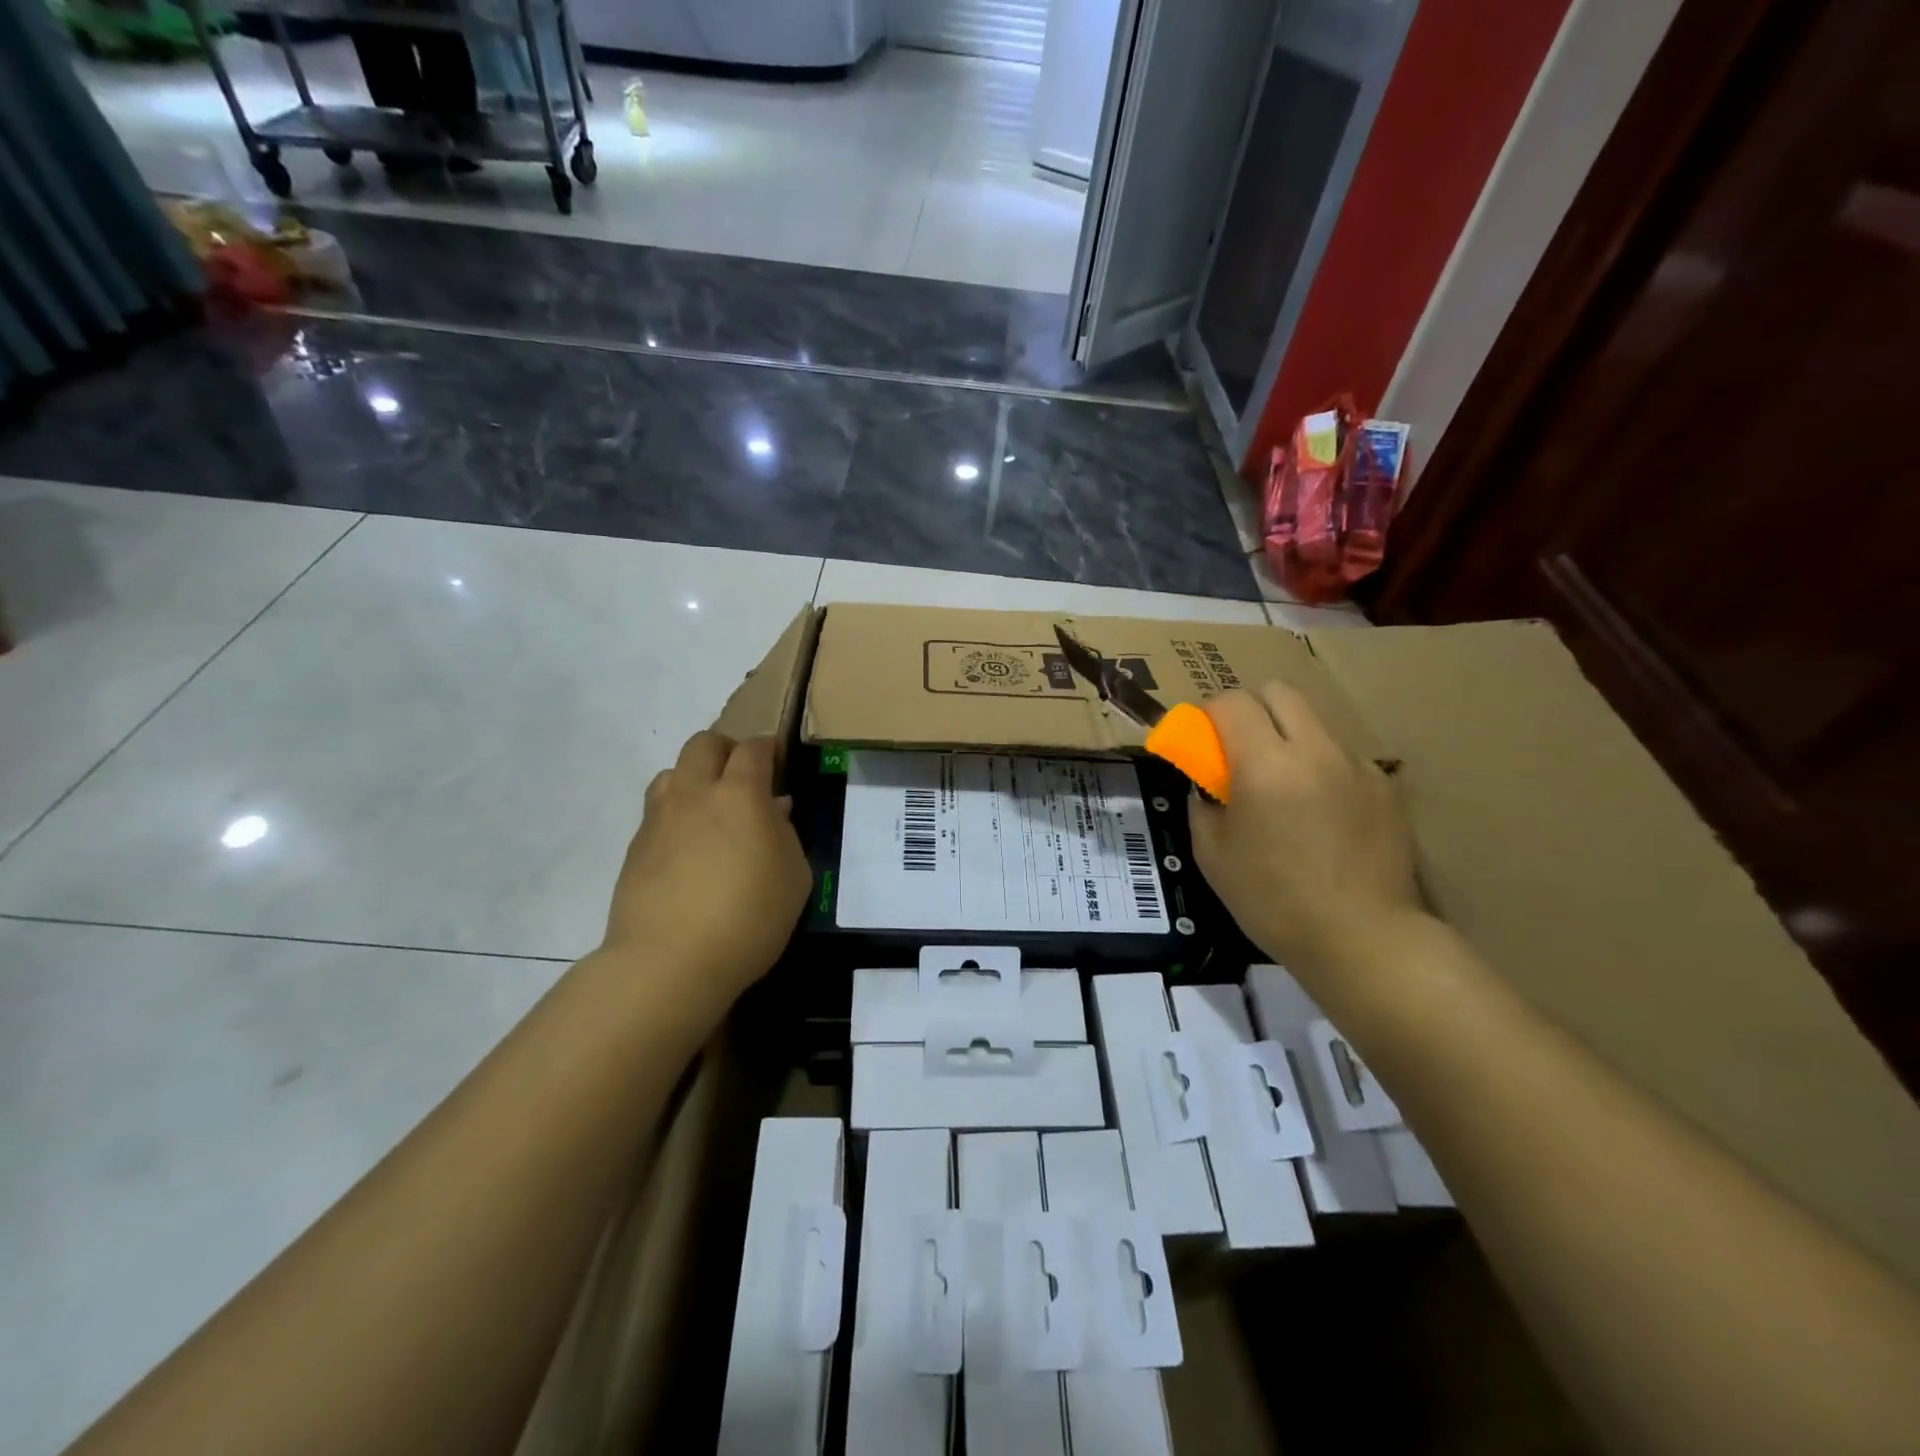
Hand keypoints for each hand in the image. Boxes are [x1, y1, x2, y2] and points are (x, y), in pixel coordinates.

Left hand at [600, 731, 811, 1011]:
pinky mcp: (635, 848)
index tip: (778, 759)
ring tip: (709, 809)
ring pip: (671, 773)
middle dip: (726, 750)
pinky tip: (688, 848)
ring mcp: (658, 819)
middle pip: (704, 745)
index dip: (768, 748)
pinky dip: (675, 815)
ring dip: (693, 778)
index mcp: (740, 795)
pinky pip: (656, 812)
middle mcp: (694, 794)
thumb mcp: (794, 878)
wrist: (670, 962)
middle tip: (743, 776)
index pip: (753, 749)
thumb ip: (785, 834)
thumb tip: (774, 809)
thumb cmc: (749, 918)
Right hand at [1190, 683, 1423, 978]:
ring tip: (1285, 787)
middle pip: (1278, 691)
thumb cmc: (1273, 900)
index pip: (1231, 702)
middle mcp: (1314, 750)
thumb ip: (1203, 804)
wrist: (1362, 939)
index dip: (1207, 713)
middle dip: (1250, 710)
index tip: (1200, 741)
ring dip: (1288, 738)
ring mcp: (1356, 764)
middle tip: (1239, 751)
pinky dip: (1321, 768)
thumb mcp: (1212, 855)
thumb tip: (1207, 784)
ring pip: (1313, 721)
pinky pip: (1342, 756)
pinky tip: (1323, 813)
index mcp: (1264, 765)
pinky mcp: (1385, 786)